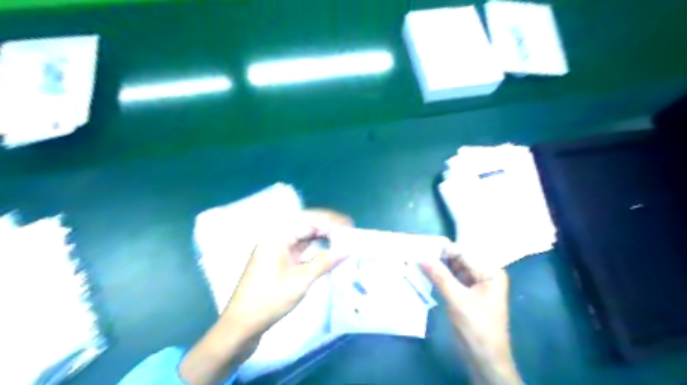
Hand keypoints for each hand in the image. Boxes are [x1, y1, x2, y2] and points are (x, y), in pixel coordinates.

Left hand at [222, 209, 353, 338]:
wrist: (242, 324)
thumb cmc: (269, 300)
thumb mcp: (300, 281)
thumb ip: (324, 262)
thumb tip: (346, 249)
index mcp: (277, 236)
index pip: (309, 220)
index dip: (331, 222)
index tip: (350, 228)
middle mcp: (275, 236)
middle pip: (305, 222)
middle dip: (327, 223)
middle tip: (348, 228)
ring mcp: (275, 247)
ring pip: (302, 232)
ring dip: (321, 232)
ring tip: (341, 235)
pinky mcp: (277, 258)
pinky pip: (299, 244)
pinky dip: (314, 244)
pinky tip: (326, 247)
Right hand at [419, 246, 521, 384]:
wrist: (485, 360)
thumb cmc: (477, 328)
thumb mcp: (458, 300)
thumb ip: (440, 276)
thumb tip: (421, 257)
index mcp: (490, 272)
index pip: (464, 253)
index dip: (443, 249)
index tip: (422, 245)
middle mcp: (484, 274)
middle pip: (459, 259)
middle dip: (439, 256)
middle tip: (416, 251)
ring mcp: (475, 284)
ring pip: (453, 268)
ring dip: (437, 265)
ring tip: (416, 258)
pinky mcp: (466, 294)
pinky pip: (451, 279)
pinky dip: (439, 276)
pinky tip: (424, 272)